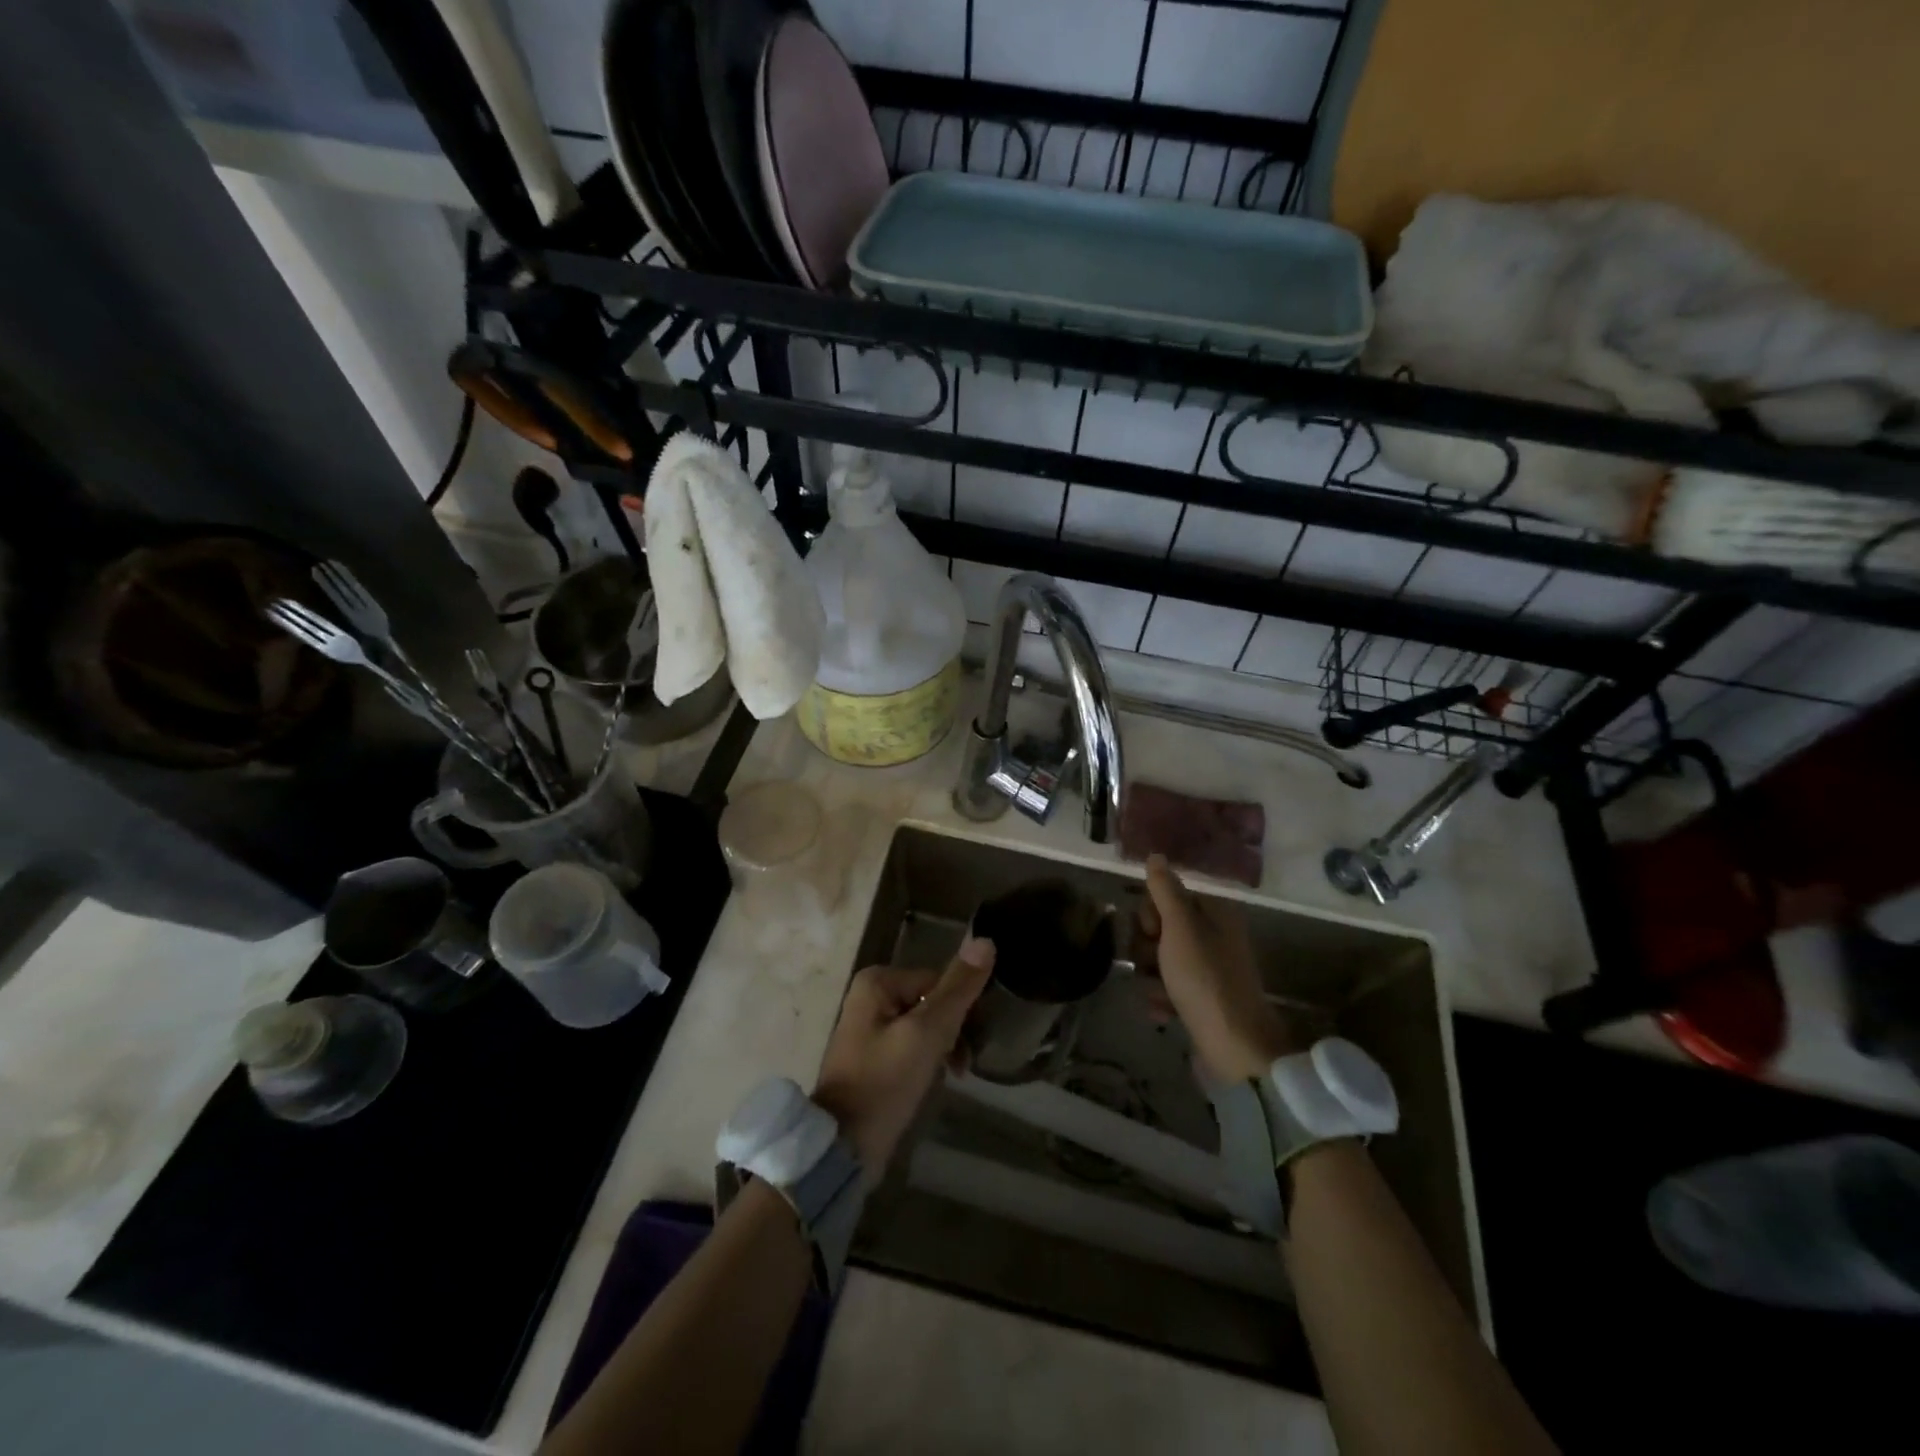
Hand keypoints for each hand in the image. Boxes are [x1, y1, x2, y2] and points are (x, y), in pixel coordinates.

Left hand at [812, 938, 995, 1172]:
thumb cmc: (885, 1082)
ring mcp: (868, 1026)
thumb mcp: (927, 1033)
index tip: (971, 1044)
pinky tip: (933, 1081)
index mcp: (878, 981)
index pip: (938, 982)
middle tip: (962, 1065)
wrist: (843, 1146)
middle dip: (952, 1031)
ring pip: (924, 1025)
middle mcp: (870, 995)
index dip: (960, 1012)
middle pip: (931, 1001)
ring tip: (952, 1076)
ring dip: (943, 1047)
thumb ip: (957, 988)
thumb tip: (985, 941)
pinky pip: (911, 1045)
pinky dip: (927, 1060)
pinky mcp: (871, 1055)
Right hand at [1141, 855, 1297, 1080]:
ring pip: (1163, 959)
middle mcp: (1215, 937)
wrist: (1234, 1047)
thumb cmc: (1204, 978)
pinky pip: (1171, 988)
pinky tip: (1160, 1010)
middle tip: (1150, 961)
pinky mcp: (1204, 1000)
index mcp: (1216, 913)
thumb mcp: (1180, 926)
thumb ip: (1165, 890)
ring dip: (1150, 973)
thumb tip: (1156, 855)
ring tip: (1152, 990)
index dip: (1151, 911)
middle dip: (1147, 944)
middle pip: (1163, 927)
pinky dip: (1162, 997)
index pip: (1170, 895)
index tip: (1150, 929)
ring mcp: (1210, 970)